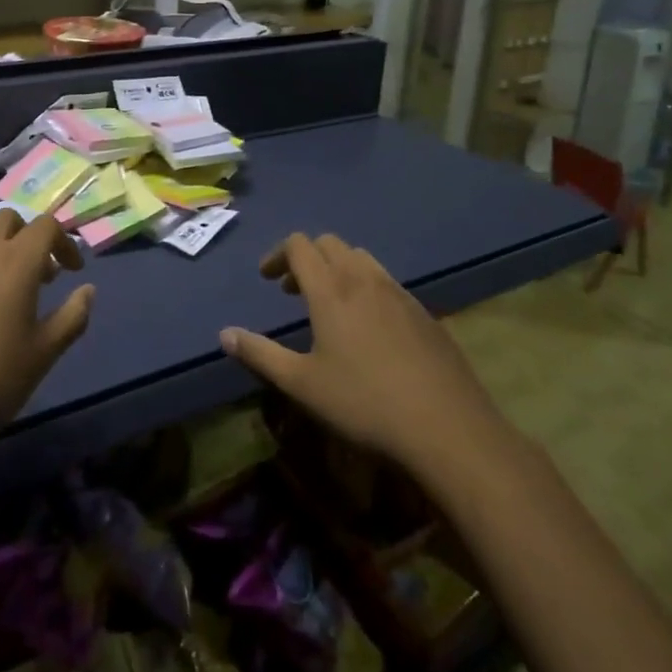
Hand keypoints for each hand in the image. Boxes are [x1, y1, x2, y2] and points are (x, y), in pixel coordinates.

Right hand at [220, 233, 502, 480]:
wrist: (447, 428)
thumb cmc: (365, 404)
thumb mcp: (302, 385)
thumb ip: (260, 355)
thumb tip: (224, 334)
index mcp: (331, 290)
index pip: (299, 245)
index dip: (278, 254)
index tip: (267, 279)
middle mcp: (364, 279)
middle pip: (331, 244)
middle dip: (307, 258)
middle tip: (293, 291)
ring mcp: (399, 293)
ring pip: (362, 258)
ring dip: (338, 268)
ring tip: (330, 305)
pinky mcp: (424, 313)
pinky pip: (387, 282)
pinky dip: (367, 287)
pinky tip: (370, 329)